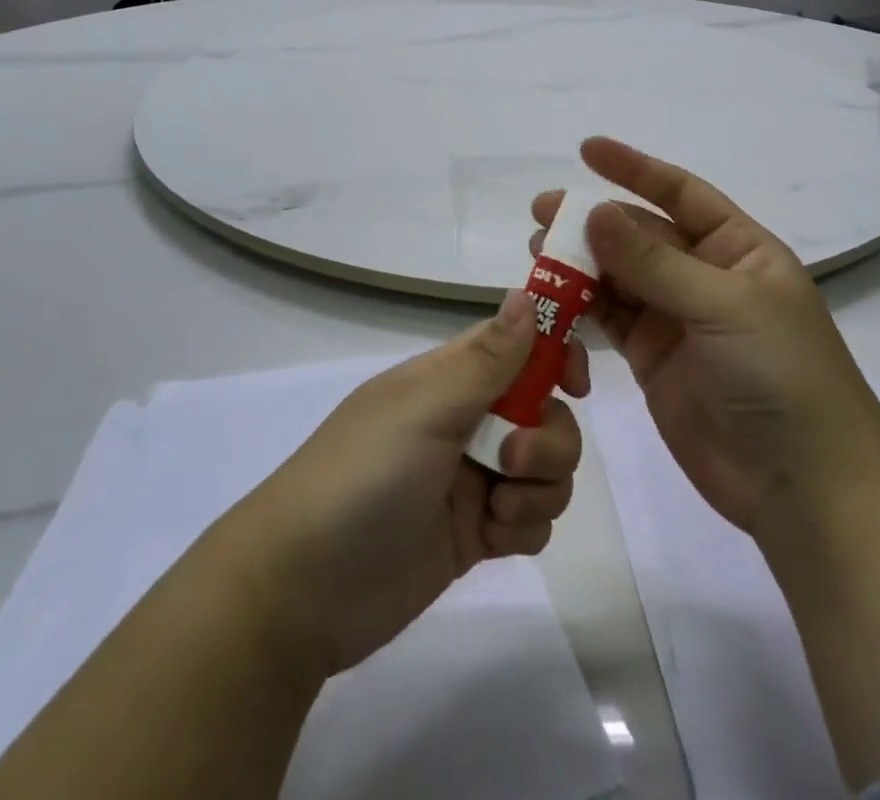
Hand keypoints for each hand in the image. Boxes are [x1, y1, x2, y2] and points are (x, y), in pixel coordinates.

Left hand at [222, 293, 587, 676]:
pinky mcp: (477, 533)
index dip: (555, 355)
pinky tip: (492, 540)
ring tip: (497, 510)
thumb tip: (527, 291)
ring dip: (540, 487)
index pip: (519, 345)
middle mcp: (467, 419)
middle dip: (549, 438)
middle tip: (512, 459)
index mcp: (450, 377)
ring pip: (547, 467)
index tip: (575, 383)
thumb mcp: (426, 408)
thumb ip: (487, 358)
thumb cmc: (364, 475)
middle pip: (546, 411)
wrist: (304, 589)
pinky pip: (533, 517)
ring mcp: (473, 477)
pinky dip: (524, 527)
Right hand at [533, 138, 879, 538]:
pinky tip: (551, 298)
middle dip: (593, 221)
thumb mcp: (723, 306)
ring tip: (537, 254)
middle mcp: (705, 276)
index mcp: (738, 249)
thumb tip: (595, 212)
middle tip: (541, 214)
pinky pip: (609, 319)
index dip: (635, 168)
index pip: (681, 193)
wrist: (804, 489)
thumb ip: (654, 263)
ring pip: (618, 276)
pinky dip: (580, 306)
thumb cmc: (781, 377)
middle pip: (640, 235)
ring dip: (579, 262)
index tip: (586, 150)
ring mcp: (677, 318)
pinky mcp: (652, 359)